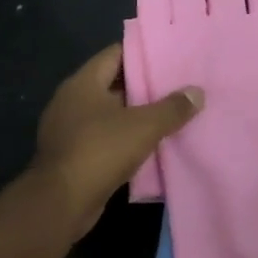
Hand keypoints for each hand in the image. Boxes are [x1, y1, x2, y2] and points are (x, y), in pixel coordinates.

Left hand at [32, 44, 201, 237]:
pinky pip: (103, 137)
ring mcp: (68, 129)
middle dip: (143, 85)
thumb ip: (172, 108)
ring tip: (169, 113)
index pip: (115, 54)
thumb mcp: (144, 126)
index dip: (142, 53)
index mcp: (83, 83)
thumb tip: (197, 92)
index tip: (169, 55)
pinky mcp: (71, 155)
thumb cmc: (100, 151)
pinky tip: (149, 143)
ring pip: (109, 113)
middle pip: (113, 83)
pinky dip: (124, 138)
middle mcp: (71, 101)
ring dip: (134, 114)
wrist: (60, 204)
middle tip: (177, 84)